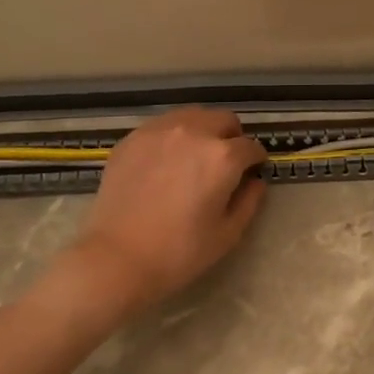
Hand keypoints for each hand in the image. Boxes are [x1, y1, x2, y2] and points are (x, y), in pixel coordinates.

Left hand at [64, 108, 266, 315]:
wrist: (117, 257)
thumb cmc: (179, 252)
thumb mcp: (227, 234)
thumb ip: (248, 202)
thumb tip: (255, 182)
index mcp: (222, 157)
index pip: (251, 147)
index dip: (256, 161)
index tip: (252, 172)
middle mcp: (193, 132)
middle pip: (223, 120)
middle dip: (232, 137)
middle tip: (226, 163)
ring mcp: (158, 131)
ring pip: (192, 116)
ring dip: (203, 131)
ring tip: (195, 157)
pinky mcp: (132, 138)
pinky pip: (162, 126)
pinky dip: (173, 137)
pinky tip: (165, 163)